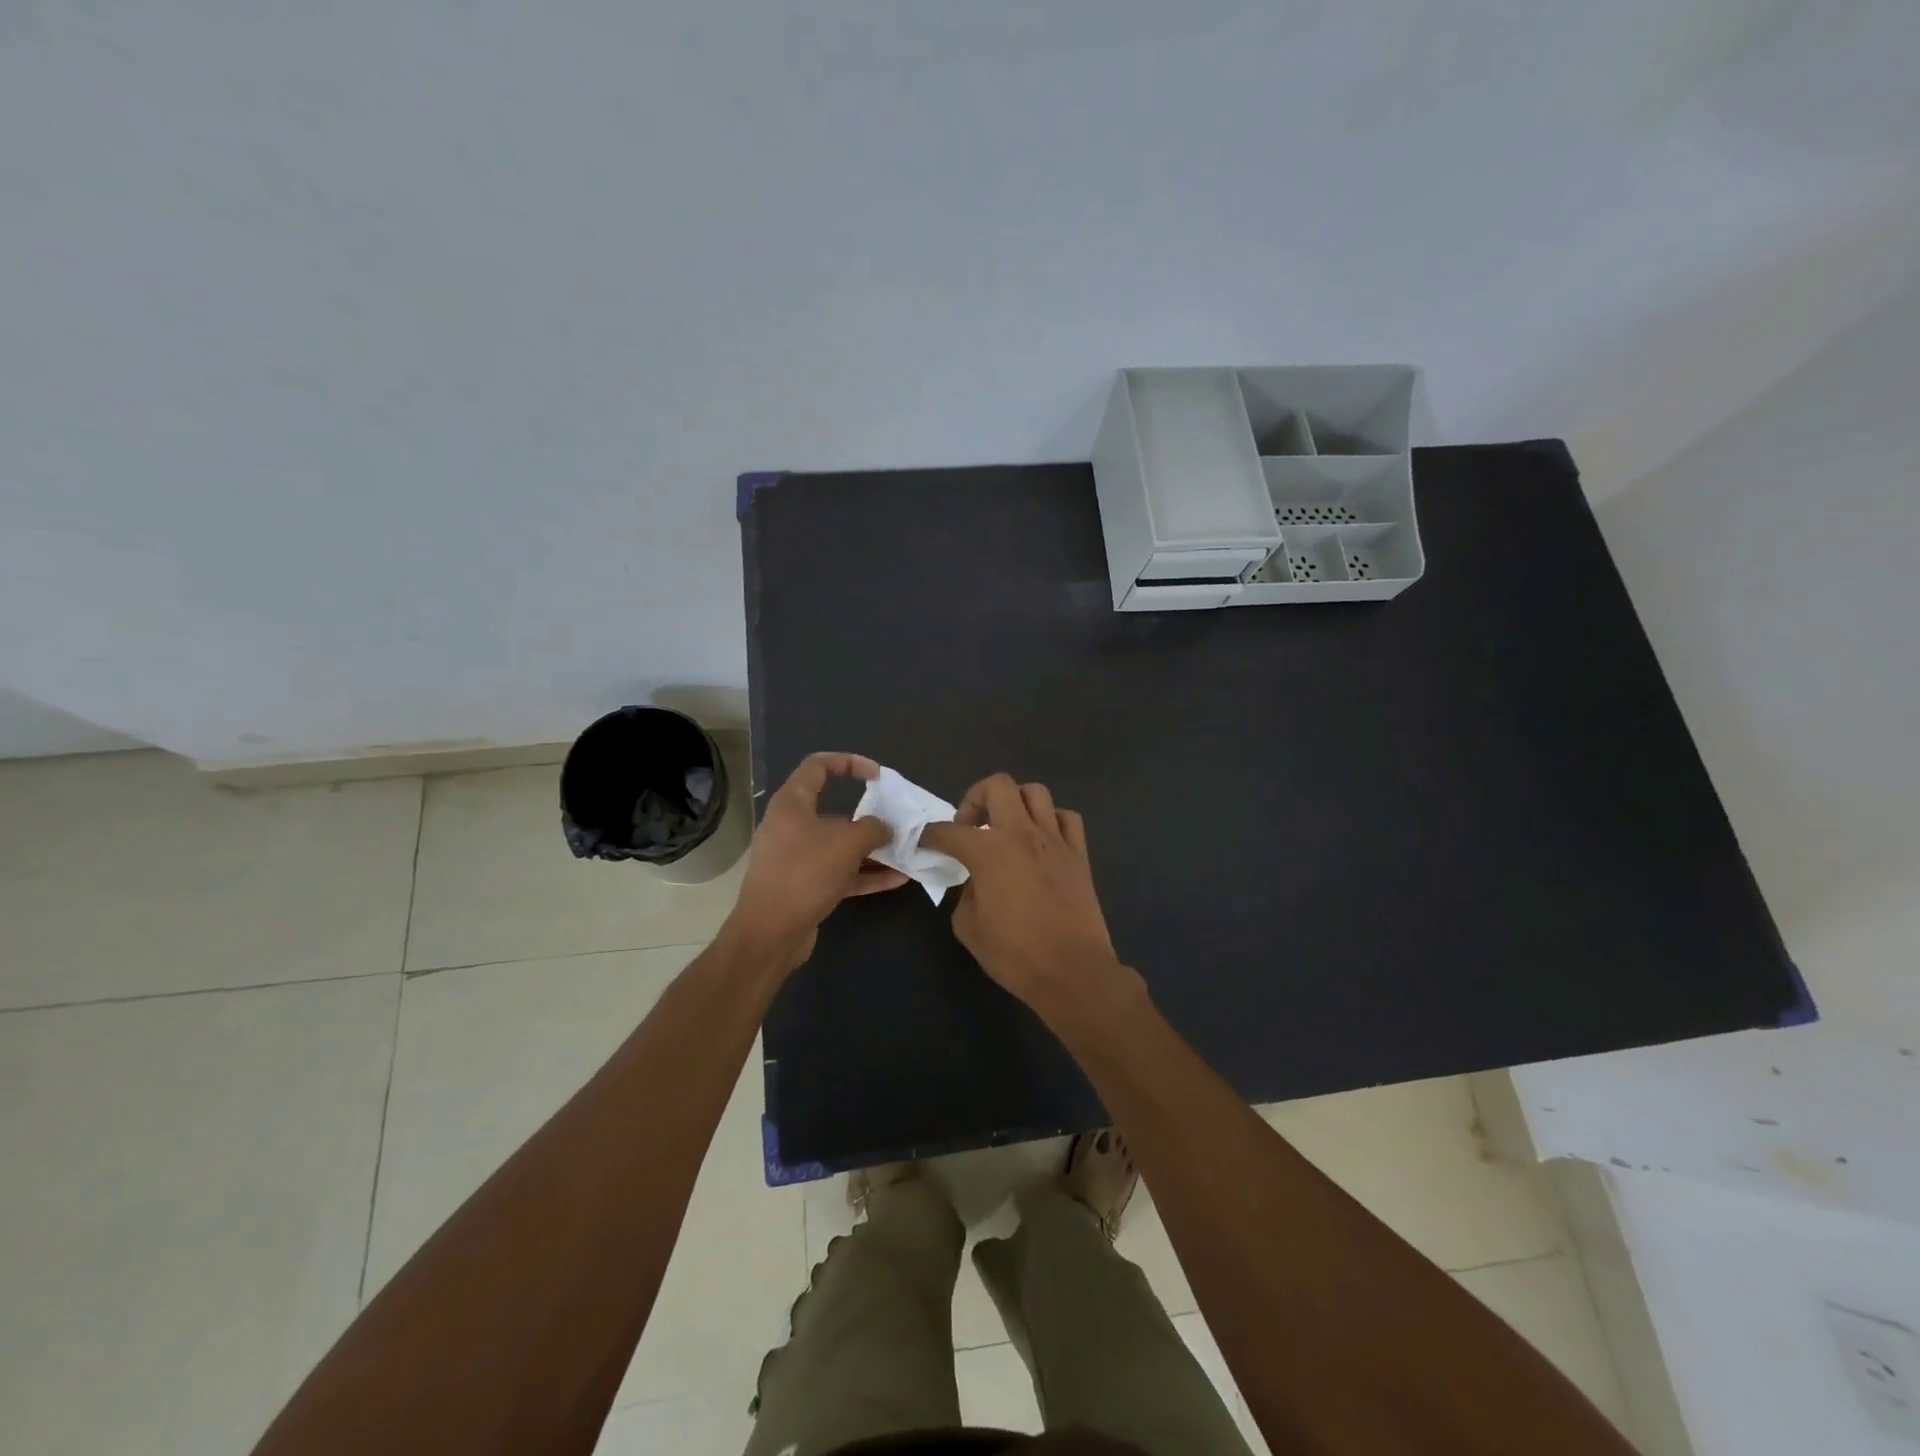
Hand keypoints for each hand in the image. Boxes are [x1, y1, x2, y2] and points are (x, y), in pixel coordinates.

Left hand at [725, 753, 908, 969]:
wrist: (770, 933)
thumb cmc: (805, 874)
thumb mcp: (847, 843)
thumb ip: (874, 829)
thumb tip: (885, 829)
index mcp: (792, 803)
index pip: (818, 765)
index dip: (849, 762)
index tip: (877, 776)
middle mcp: (792, 826)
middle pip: (834, 809)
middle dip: (869, 816)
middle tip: (896, 821)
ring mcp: (797, 858)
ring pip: (839, 845)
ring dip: (871, 849)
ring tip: (904, 852)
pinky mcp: (804, 886)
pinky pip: (840, 872)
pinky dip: (865, 874)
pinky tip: (897, 880)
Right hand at [920, 775, 1140, 1025]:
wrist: (1073, 972)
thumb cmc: (1014, 954)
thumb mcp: (969, 927)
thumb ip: (965, 893)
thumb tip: (975, 881)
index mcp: (988, 851)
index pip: (949, 831)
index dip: (930, 835)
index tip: (924, 842)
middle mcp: (1021, 833)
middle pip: (997, 785)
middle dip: (975, 798)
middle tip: (969, 826)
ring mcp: (1055, 840)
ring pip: (1035, 792)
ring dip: (1014, 802)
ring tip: (1006, 828)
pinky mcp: (1079, 854)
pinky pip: (1066, 818)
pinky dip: (1051, 821)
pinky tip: (1041, 840)